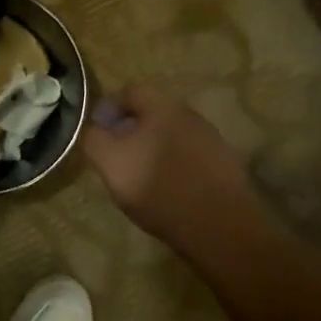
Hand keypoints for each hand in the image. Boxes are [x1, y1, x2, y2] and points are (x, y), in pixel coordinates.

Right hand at [80, 85, 260, 251]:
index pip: (130, 92)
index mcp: (163, 107)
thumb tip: (93, 129)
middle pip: (153, 113)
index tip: (97, 133)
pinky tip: (170, 190)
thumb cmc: (158, 189)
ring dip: (154, 148)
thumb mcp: (110, 163)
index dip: (108, 108)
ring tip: (141, 176)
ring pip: (172, 134)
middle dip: (131, 129)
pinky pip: (191, 156)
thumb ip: (94, 139)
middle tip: (116, 155)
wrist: (220, 229)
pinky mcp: (226, 166)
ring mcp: (212, 140)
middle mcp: (191, 115)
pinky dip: (176, 165)